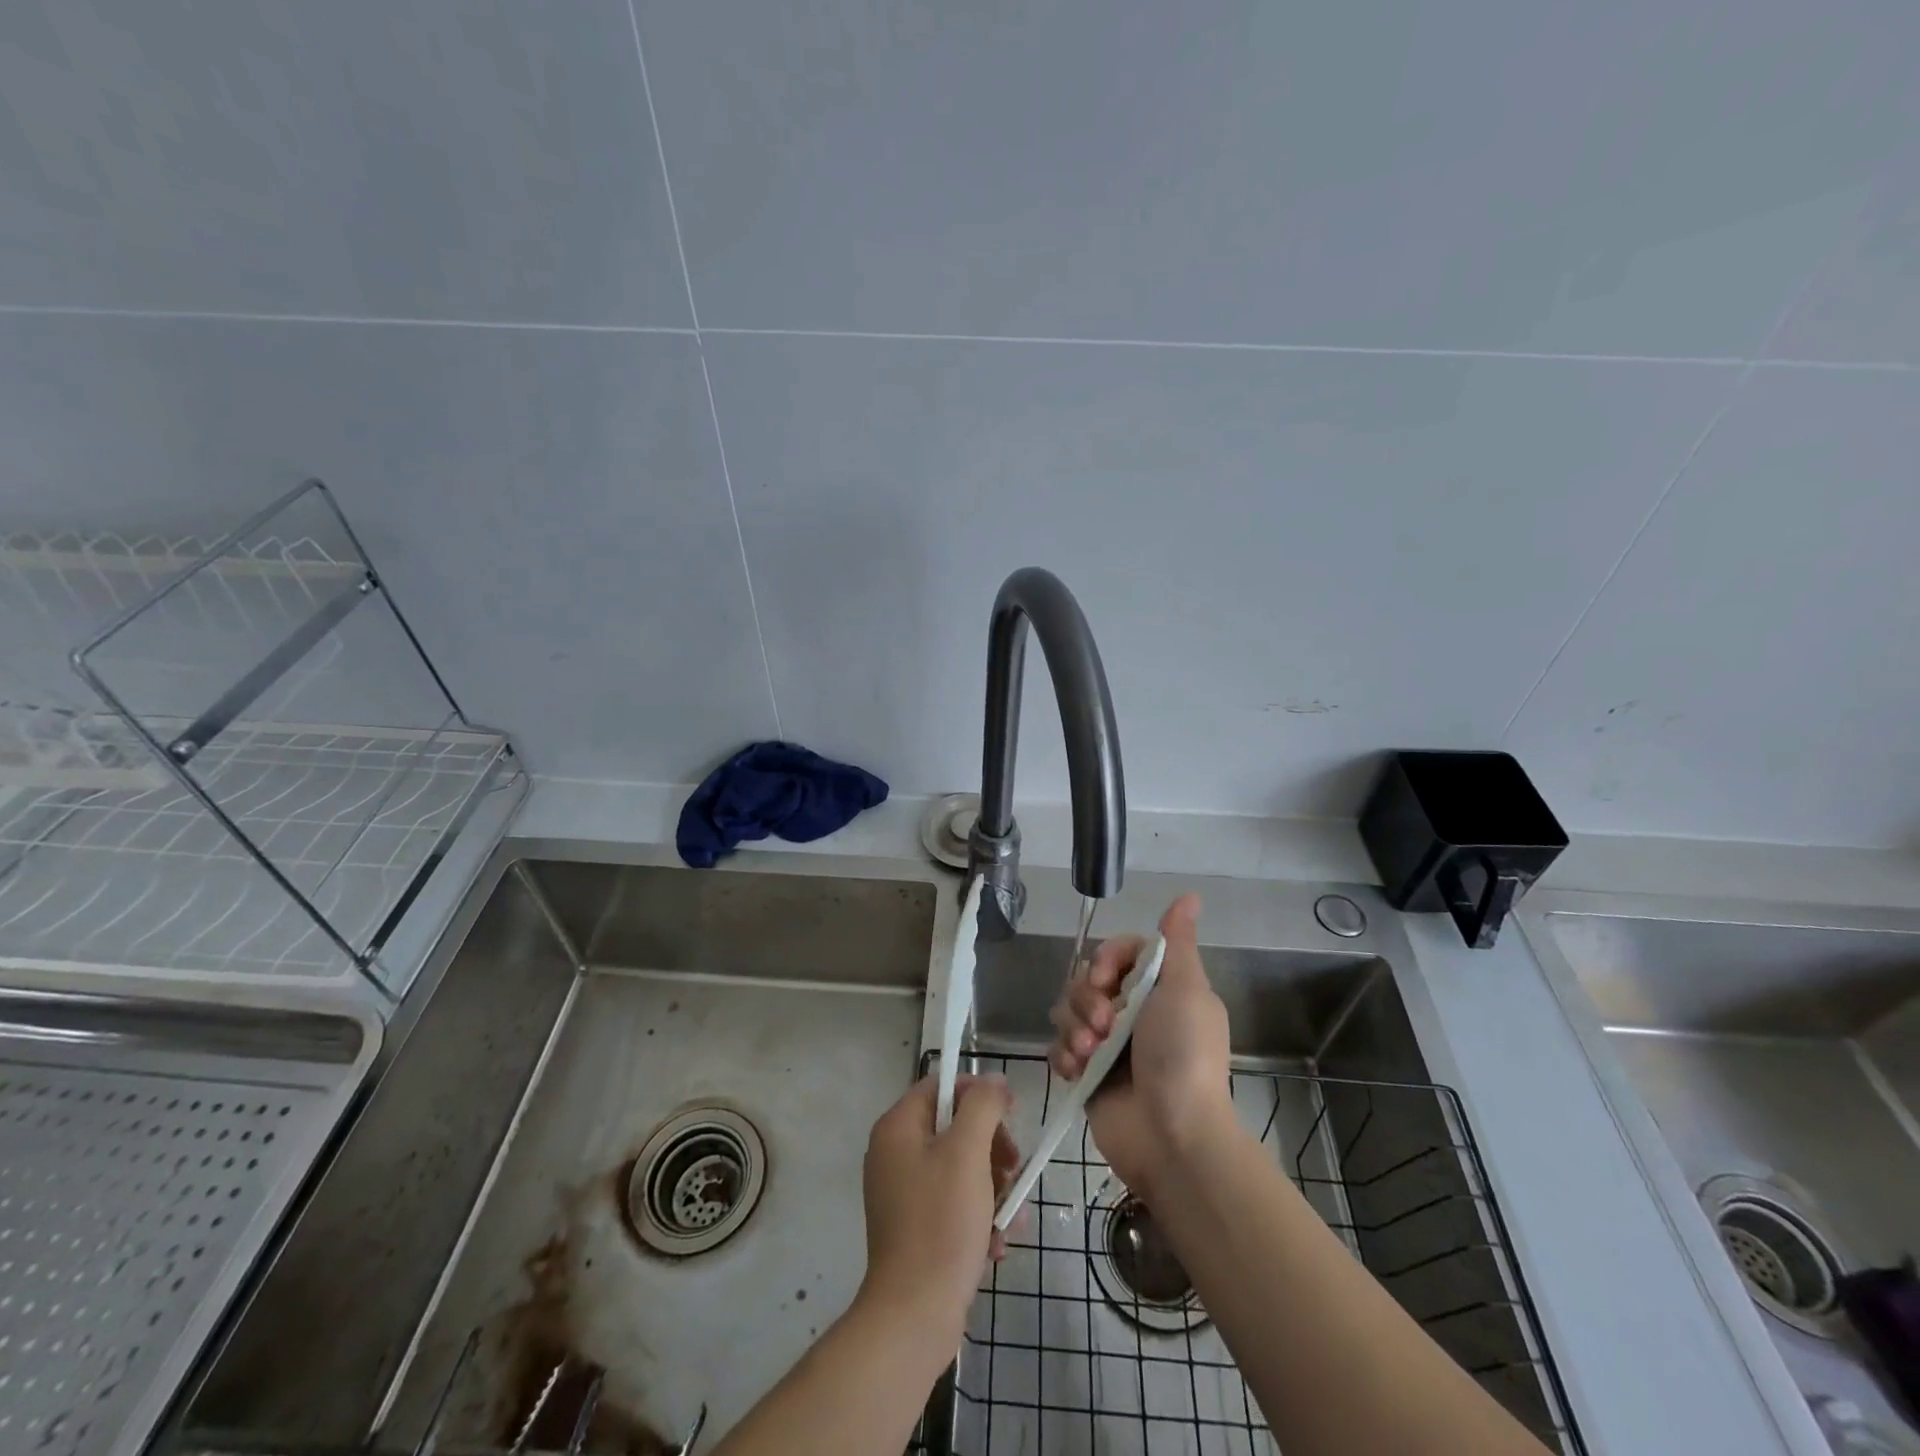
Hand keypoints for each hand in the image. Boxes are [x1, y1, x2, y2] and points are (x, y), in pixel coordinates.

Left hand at [858, 1073, 1019, 1346]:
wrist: (915, 1315)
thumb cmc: (941, 1222)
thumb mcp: (968, 1153)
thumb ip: (983, 1106)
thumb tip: (994, 1081)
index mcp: (898, 1128)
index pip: (941, 1086)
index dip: (978, 1092)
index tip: (1011, 1112)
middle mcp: (895, 1154)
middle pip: (954, 1127)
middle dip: (992, 1147)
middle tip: (1014, 1168)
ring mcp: (904, 1193)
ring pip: (961, 1168)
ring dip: (994, 1187)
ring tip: (1011, 1216)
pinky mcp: (917, 1227)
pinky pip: (955, 1203)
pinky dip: (980, 1216)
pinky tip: (997, 1241)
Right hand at [1049, 894, 1234, 1202]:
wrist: (1172, 1136)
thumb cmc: (1183, 1056)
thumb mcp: (1186, 991)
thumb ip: (1177, 943)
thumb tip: (1190, 895)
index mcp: (1159, 989)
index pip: (1118, 951)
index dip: (1105, 959)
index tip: (1106, 979)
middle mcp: (1132, 1011)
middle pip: (1086, 979)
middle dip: (1087, 999)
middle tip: (1105, 1026)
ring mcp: (1107, 1043)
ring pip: (1067, 1010)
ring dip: (1074, 1028)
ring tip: (1090, 1054)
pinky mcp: (1086, 1073)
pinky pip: (1058, 1046)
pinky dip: (1064, 1055)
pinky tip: (1077, 1071)